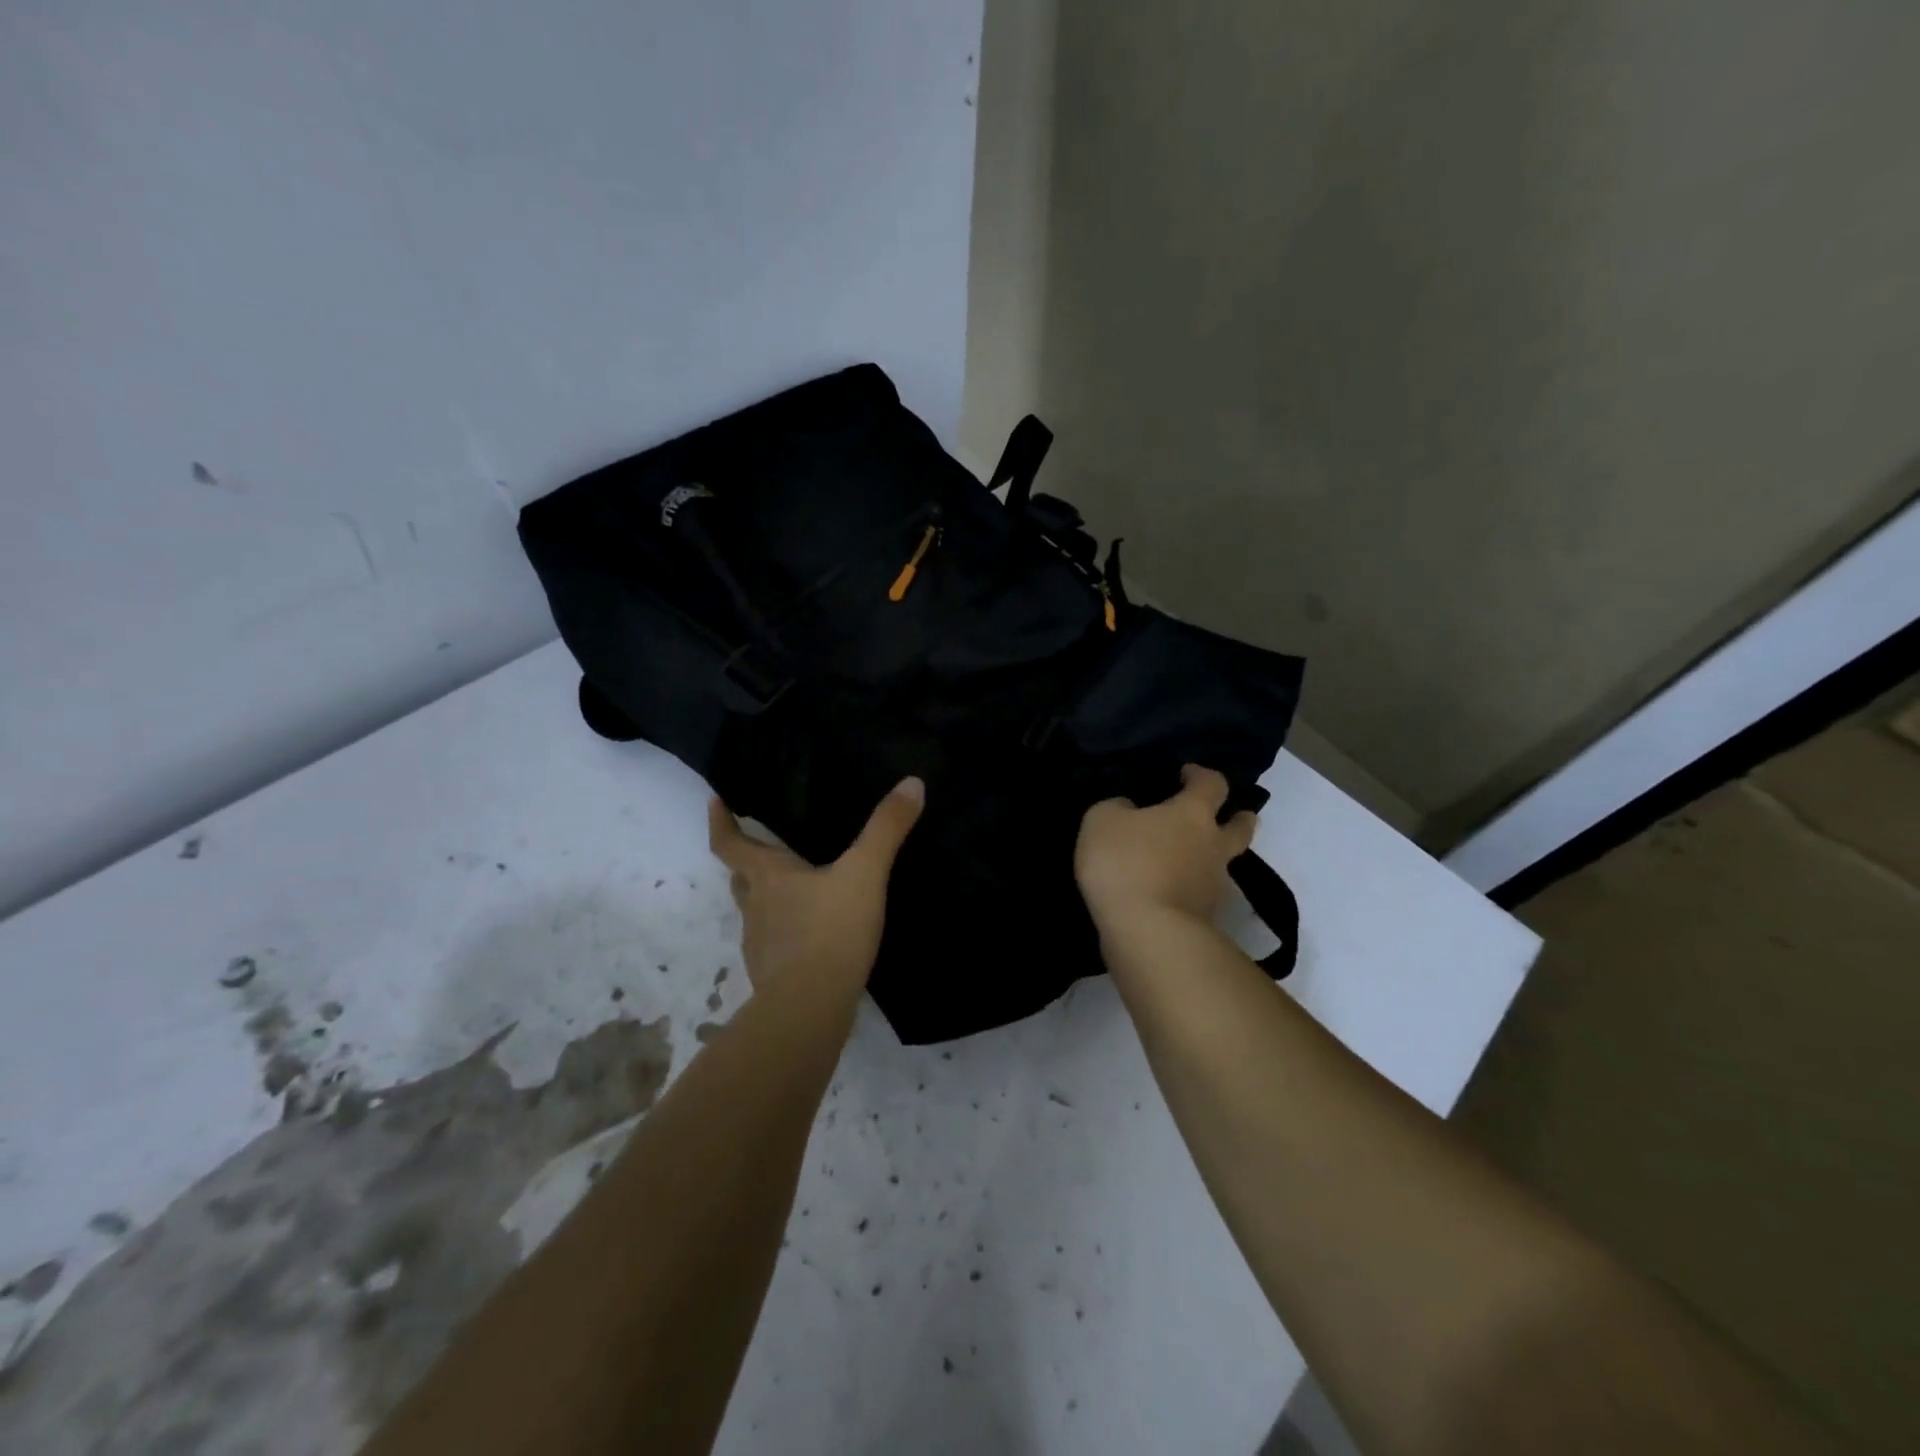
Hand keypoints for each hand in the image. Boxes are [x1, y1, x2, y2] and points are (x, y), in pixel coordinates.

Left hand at [707, 778, 925, 996]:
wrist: (811, 1008)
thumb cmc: (830, 931)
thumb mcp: (865, 873)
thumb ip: (887, 829)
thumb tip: (912, 782)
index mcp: (768, 877)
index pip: (730, 843)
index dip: (721, 821)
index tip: (716, 801)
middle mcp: (755, 907)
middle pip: (741, 878)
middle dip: (748, 861)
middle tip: (764, 846)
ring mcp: (760, 945)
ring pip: (757, 912)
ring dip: (768, 899)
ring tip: (797, 891)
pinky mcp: (772, 976)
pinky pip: (775, 944)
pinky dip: (786, 934)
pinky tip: (812, 937)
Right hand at [1075, 764, 1257, 931]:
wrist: (1147, 932)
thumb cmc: (1125, 863)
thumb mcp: (1101, 820)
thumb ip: (1117, 808)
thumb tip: (1129, 810)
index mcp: (1192, 814)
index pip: (1212, 784)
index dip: (1201, 775)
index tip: (1187, 774)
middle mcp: (1213, 846)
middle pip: (1240, 828)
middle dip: (1238, 818)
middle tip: (1231, 815)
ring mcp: (1214, 886)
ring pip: (1223, 865)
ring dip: (1213, 859)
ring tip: (1190, 861)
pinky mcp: (1205, 920)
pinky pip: (1203, 896)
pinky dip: (1192, 891)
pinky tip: (1171, 893)